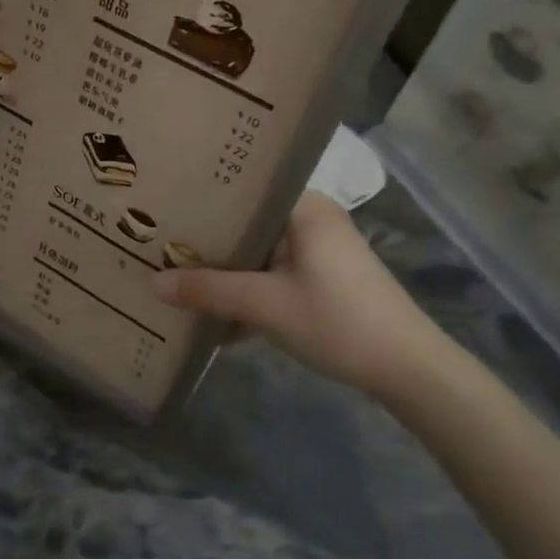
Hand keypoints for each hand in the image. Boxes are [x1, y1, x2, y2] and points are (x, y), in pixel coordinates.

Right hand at [151, 191, 460, 405]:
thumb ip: (208, 291)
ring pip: (260, 252)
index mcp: (304, 207)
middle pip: (248, 223)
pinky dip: (250, 290)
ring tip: (177, 278)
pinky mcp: (325, 278)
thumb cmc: (336, 321)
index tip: (163, 211)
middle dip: (208, 243)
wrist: (407, 368)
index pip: (243, 190)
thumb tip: (152, 284)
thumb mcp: (265, 305)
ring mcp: (320, 249)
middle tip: (158, 246)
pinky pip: (275, 273)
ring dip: (227, 272)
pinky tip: (217, 315)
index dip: (202, 201)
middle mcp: (312, 218)